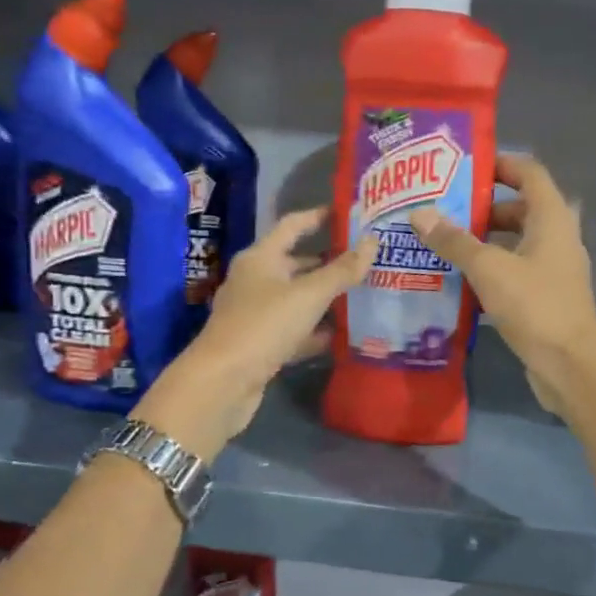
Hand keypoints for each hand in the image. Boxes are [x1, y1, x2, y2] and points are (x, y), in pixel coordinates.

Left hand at [135, 208, 376, 457]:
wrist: (223, 383)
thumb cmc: (264, 326)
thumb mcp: (309, 295)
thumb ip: (342, 270)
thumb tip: (373, 241)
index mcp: (260, 258)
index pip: (292, 225)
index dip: (318, 216)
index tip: (347, 212)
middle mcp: (254, 280)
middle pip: (295, 263)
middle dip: (328, 261)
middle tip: (364, 259)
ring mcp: (255, 314)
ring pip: (296, 298)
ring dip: (324, 297)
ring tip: (361, 294)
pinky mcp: (260, 344)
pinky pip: (294, 329)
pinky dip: (314, 330)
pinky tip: (341, 334)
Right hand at [408, 154, 595, 413]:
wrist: (569, 364)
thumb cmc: (534, 305)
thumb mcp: (488, 268)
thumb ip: (454, 240)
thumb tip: (419, 213)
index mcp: (552, 218)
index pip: (529, 173)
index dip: (499, 164)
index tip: (462, 168)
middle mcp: (558, 237)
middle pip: (520, 208)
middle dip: (482, 208)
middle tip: (443, 209)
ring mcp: (554, 269)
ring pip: (516, 242)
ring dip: (484, 241)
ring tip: (443, 242)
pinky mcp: (546, 296)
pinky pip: (516, 270)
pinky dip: (491, 269)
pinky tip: (460, 279)